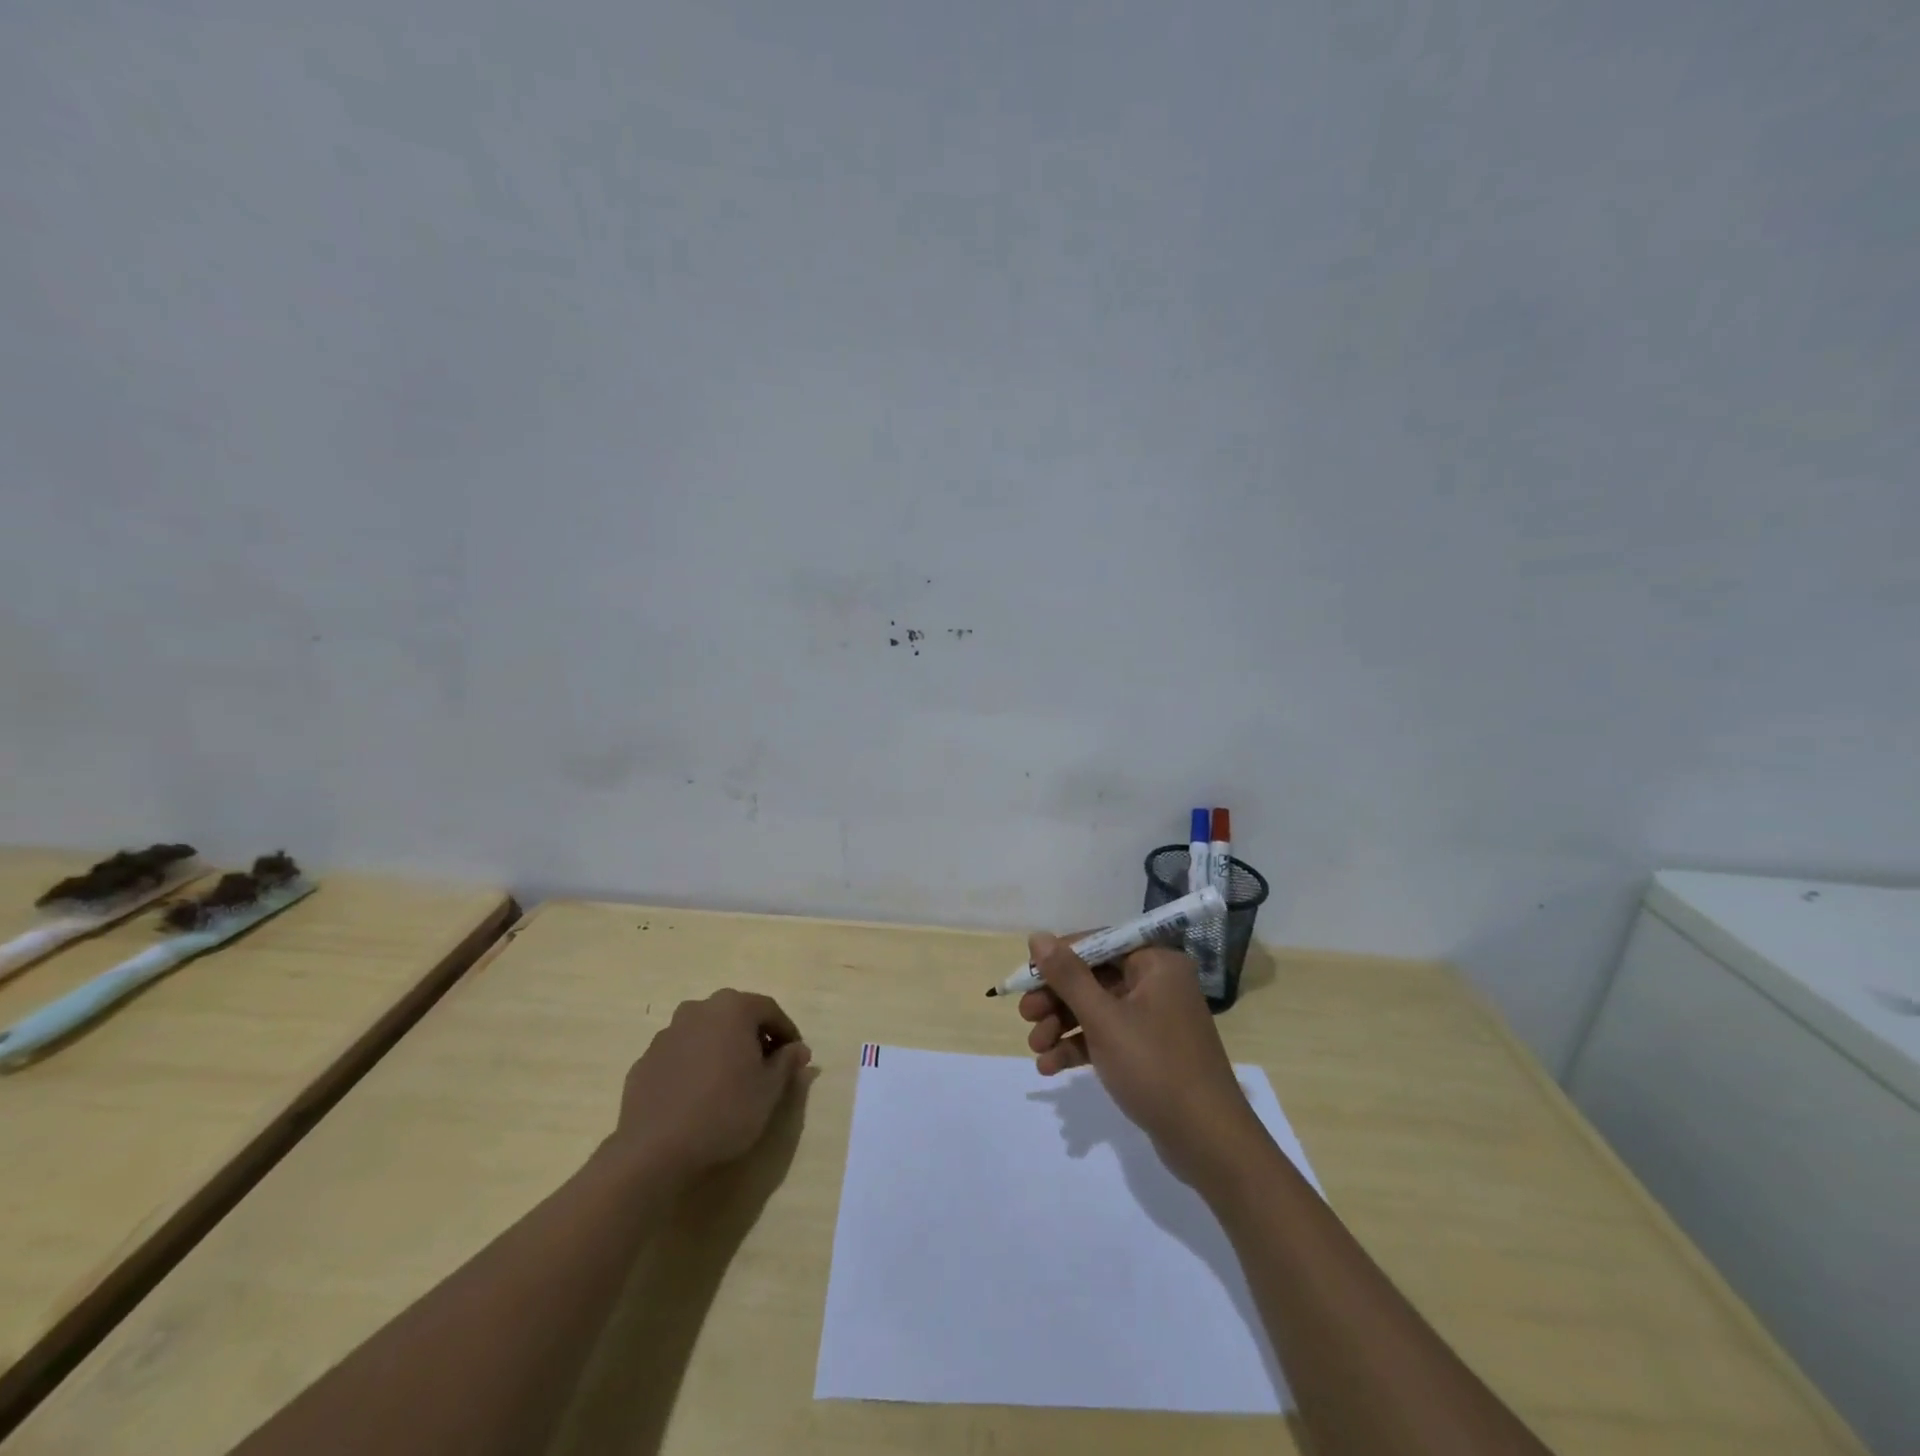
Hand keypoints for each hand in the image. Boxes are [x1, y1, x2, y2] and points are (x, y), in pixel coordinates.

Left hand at [609, 989, 811, 1180]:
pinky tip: (698, 1095)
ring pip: (706, 1033)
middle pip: (735, 1016)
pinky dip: (695, 1066)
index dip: (786, 1032)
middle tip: (766, 1067)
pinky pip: (681, 1055)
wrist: (654, 1149)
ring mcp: (667, 1034)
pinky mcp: (645, 1060)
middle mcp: (698, 1010)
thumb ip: (786, 1063)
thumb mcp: (769, 1090)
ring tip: (731, 1082)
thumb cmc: (724, 1110)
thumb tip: (798, 1049)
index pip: (769, 1010)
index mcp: (732, 1008)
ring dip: (722, 1049)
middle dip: (754, 1037)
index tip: (795, 1057)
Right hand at [1019, 935, 1265, 1187]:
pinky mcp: (1149, 1052)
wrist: (1208, 1142)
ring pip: (1097, 1009)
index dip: (1059, 958)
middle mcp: (1157, 983)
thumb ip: (1068, 976)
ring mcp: (1155, 1019)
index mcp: (1156, 964)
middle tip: (1025, 1016)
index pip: (1098, 944)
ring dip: (1062, 1025)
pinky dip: (1080, 1047)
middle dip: (1056, 998)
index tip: (1026, 977)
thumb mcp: (1104, 1019)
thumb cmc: (1155, 1067)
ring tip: (1035, 1048)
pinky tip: (1050, 1067)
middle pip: (1094, 977)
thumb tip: (1037, 937)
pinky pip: (1107, 1037)